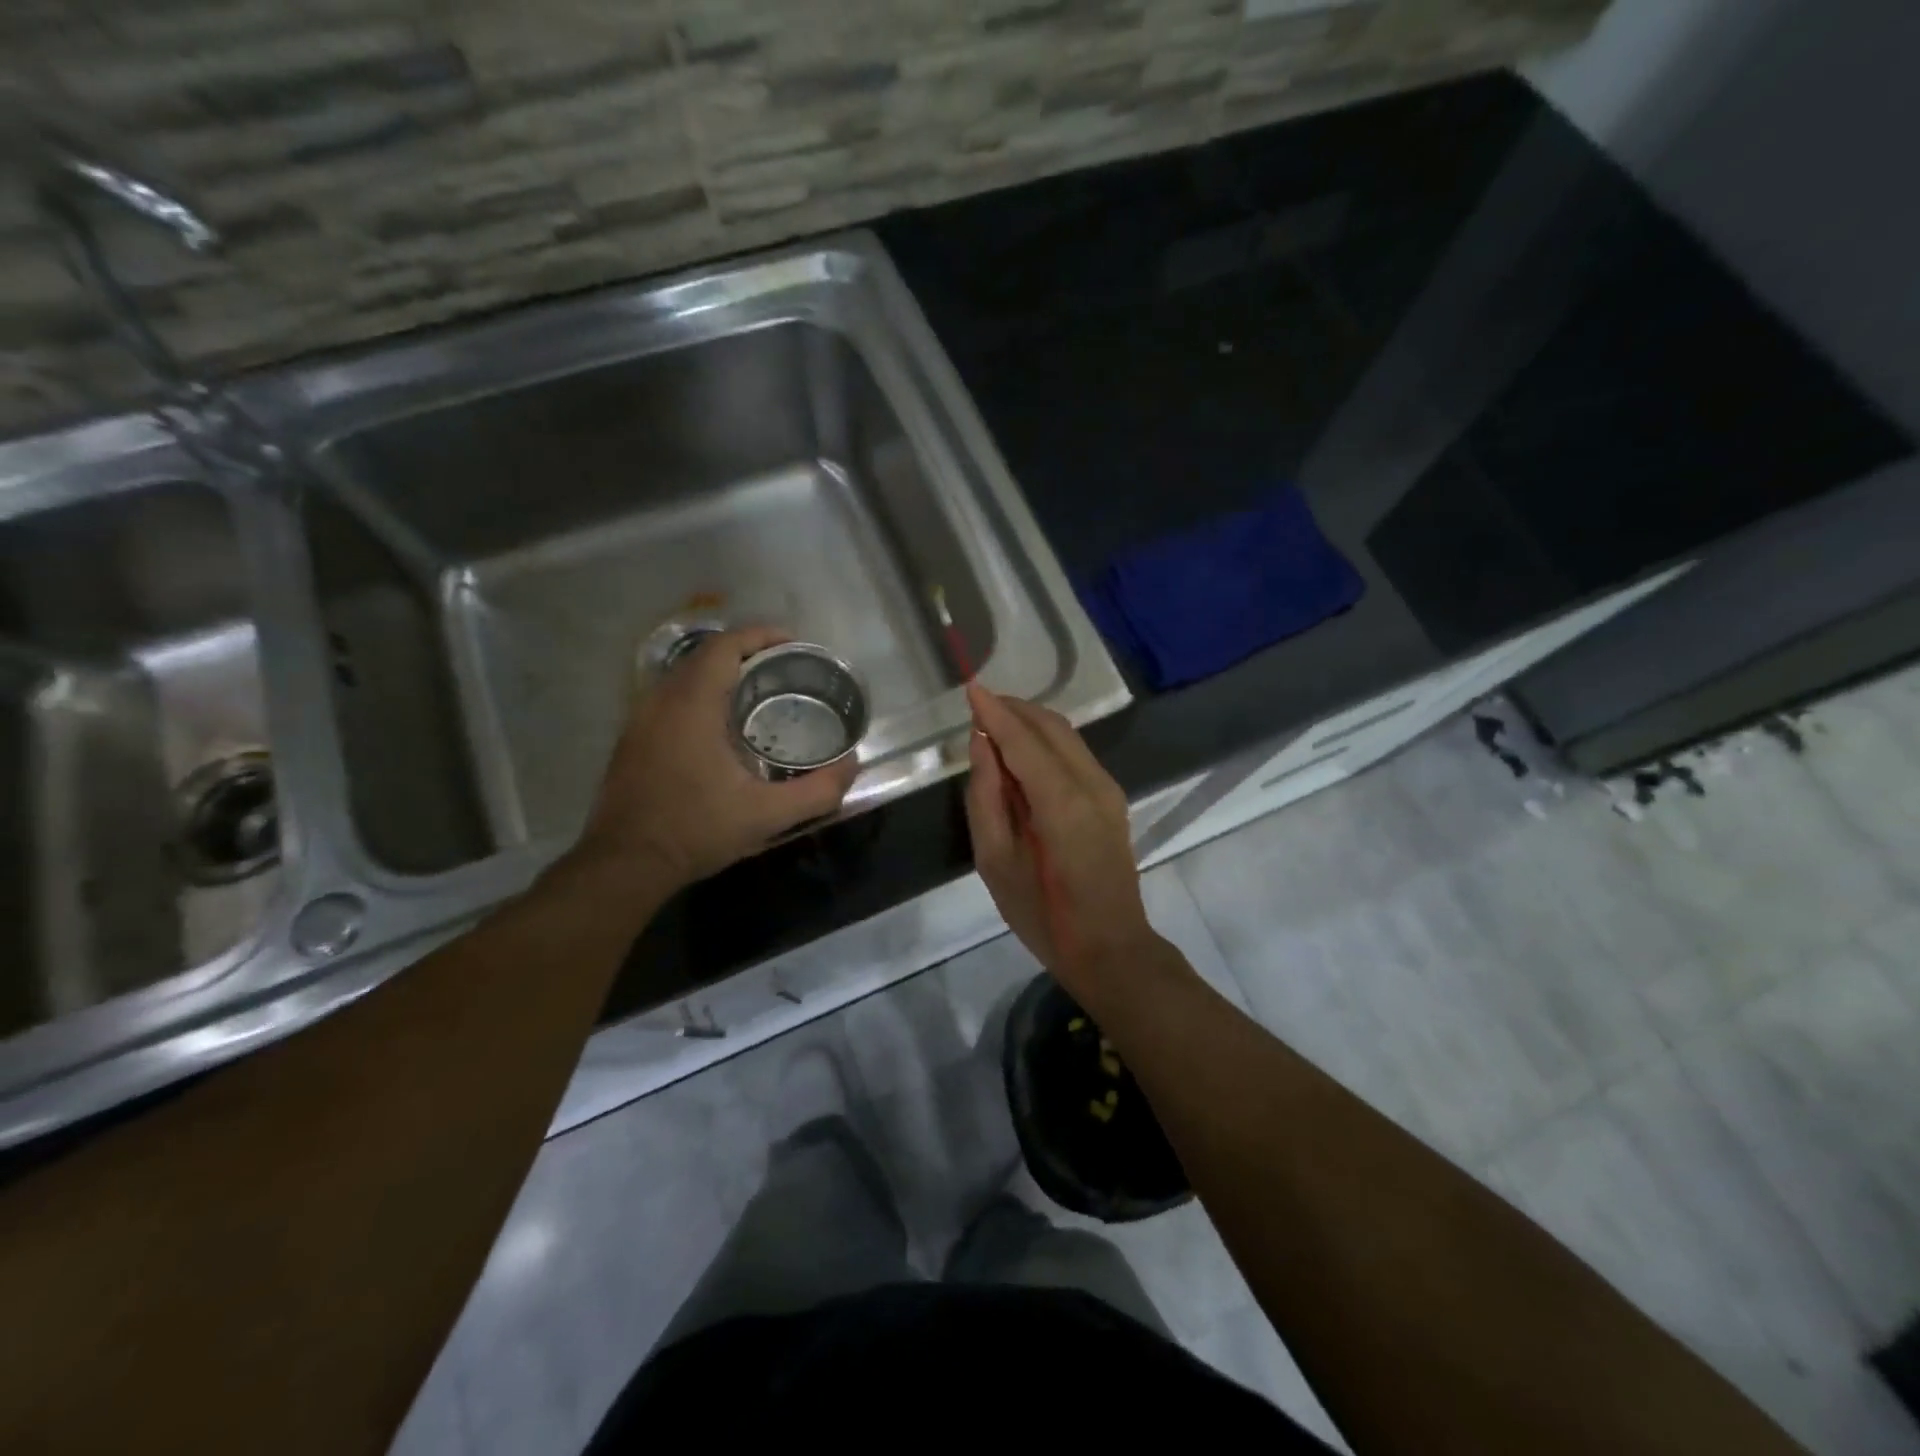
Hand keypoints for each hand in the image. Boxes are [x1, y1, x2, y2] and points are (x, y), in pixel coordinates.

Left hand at [575, 626, 857, 889]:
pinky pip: (672, 696)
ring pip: (685, 675)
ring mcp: (640, 718)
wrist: (624, 864)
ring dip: (723, 673)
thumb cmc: (695, 831)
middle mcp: (661, 700)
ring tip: (761, 693)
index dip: (761, 635)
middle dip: (747, 652)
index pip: (725, 645)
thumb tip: (851, 765)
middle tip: (786, 670)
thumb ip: (818, 791)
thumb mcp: (766, 816)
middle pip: (706, 654)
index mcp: (692, 705)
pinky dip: (702, 694)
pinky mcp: (633, 738)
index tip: (794, 644)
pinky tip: (723, 726)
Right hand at [964, 683, 1155, 993]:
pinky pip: (1075, 754)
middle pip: (1051, 727)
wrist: (1110, 949)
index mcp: (1062, 804)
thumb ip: (986, 798)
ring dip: (1030, 723)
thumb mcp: (996, 862)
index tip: (970, 688)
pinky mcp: (1112, 799)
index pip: (1023, 741)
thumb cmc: (1043, 916)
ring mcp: (1108, 790)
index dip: (995, 712)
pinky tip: (1021, 755)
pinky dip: (1045, 742)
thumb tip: (981, 745)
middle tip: (978, 706)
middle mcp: (1092, 785)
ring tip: (993, 725)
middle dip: (1013, 709)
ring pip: (1067, 736)